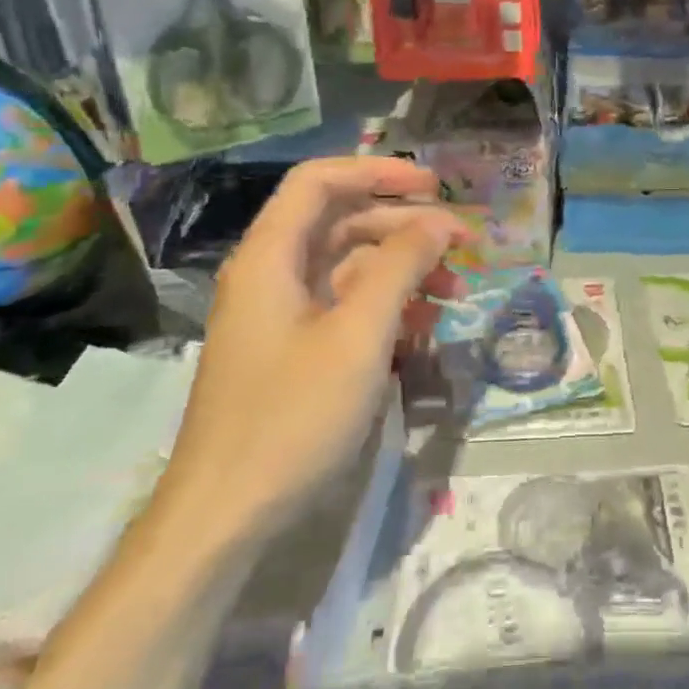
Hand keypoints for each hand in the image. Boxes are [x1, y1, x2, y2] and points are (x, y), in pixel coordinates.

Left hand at [157, 157, 463, 547]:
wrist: (226, 516)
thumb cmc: (292, 416)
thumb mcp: (358, 335)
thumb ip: (399, 267)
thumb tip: (437, 221)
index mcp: (271, 258)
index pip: (320, 182)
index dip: (377, 172)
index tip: (434, 186)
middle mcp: (272, 276)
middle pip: (341, 223)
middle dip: (404, 226)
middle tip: (462, 245)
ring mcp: (283, 317)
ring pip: (349, 268)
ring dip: (403, 269)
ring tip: (454, 290)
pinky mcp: (295, 352)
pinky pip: (346, 309)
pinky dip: (387, 307)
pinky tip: (424, 326)